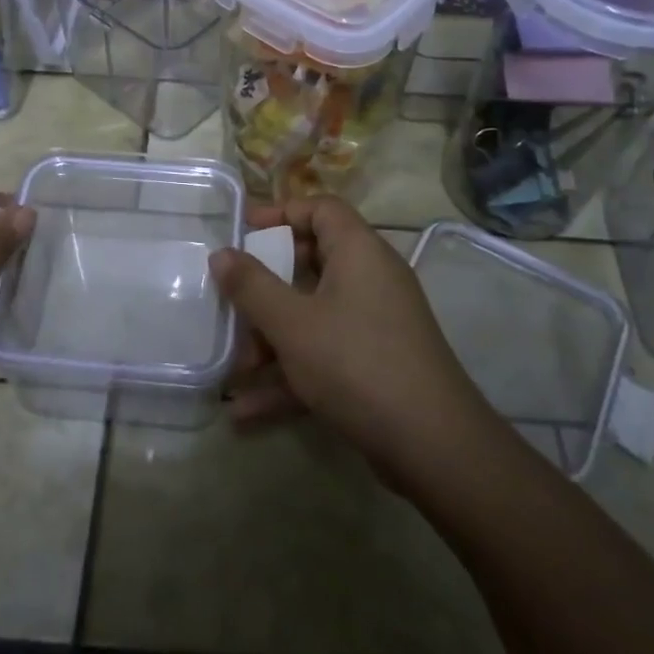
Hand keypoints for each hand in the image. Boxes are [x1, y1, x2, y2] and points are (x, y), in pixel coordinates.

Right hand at [211, 196, 491, 486]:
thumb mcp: (292, 323)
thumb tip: (221, 254)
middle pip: (312, 263)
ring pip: (313, 316)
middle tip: (231, 300)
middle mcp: (371, 279)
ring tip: (232, 371)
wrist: (432, 444)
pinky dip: (290, 376)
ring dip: (271, 342)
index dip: (280, 213)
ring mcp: (375, 324)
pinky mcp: (375, 364)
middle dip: (265, 288)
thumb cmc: (355, 362)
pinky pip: (324, 356)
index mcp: (359, 251)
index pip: (321, 209)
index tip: (242, 233)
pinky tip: (245, 411)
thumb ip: (251, 286)